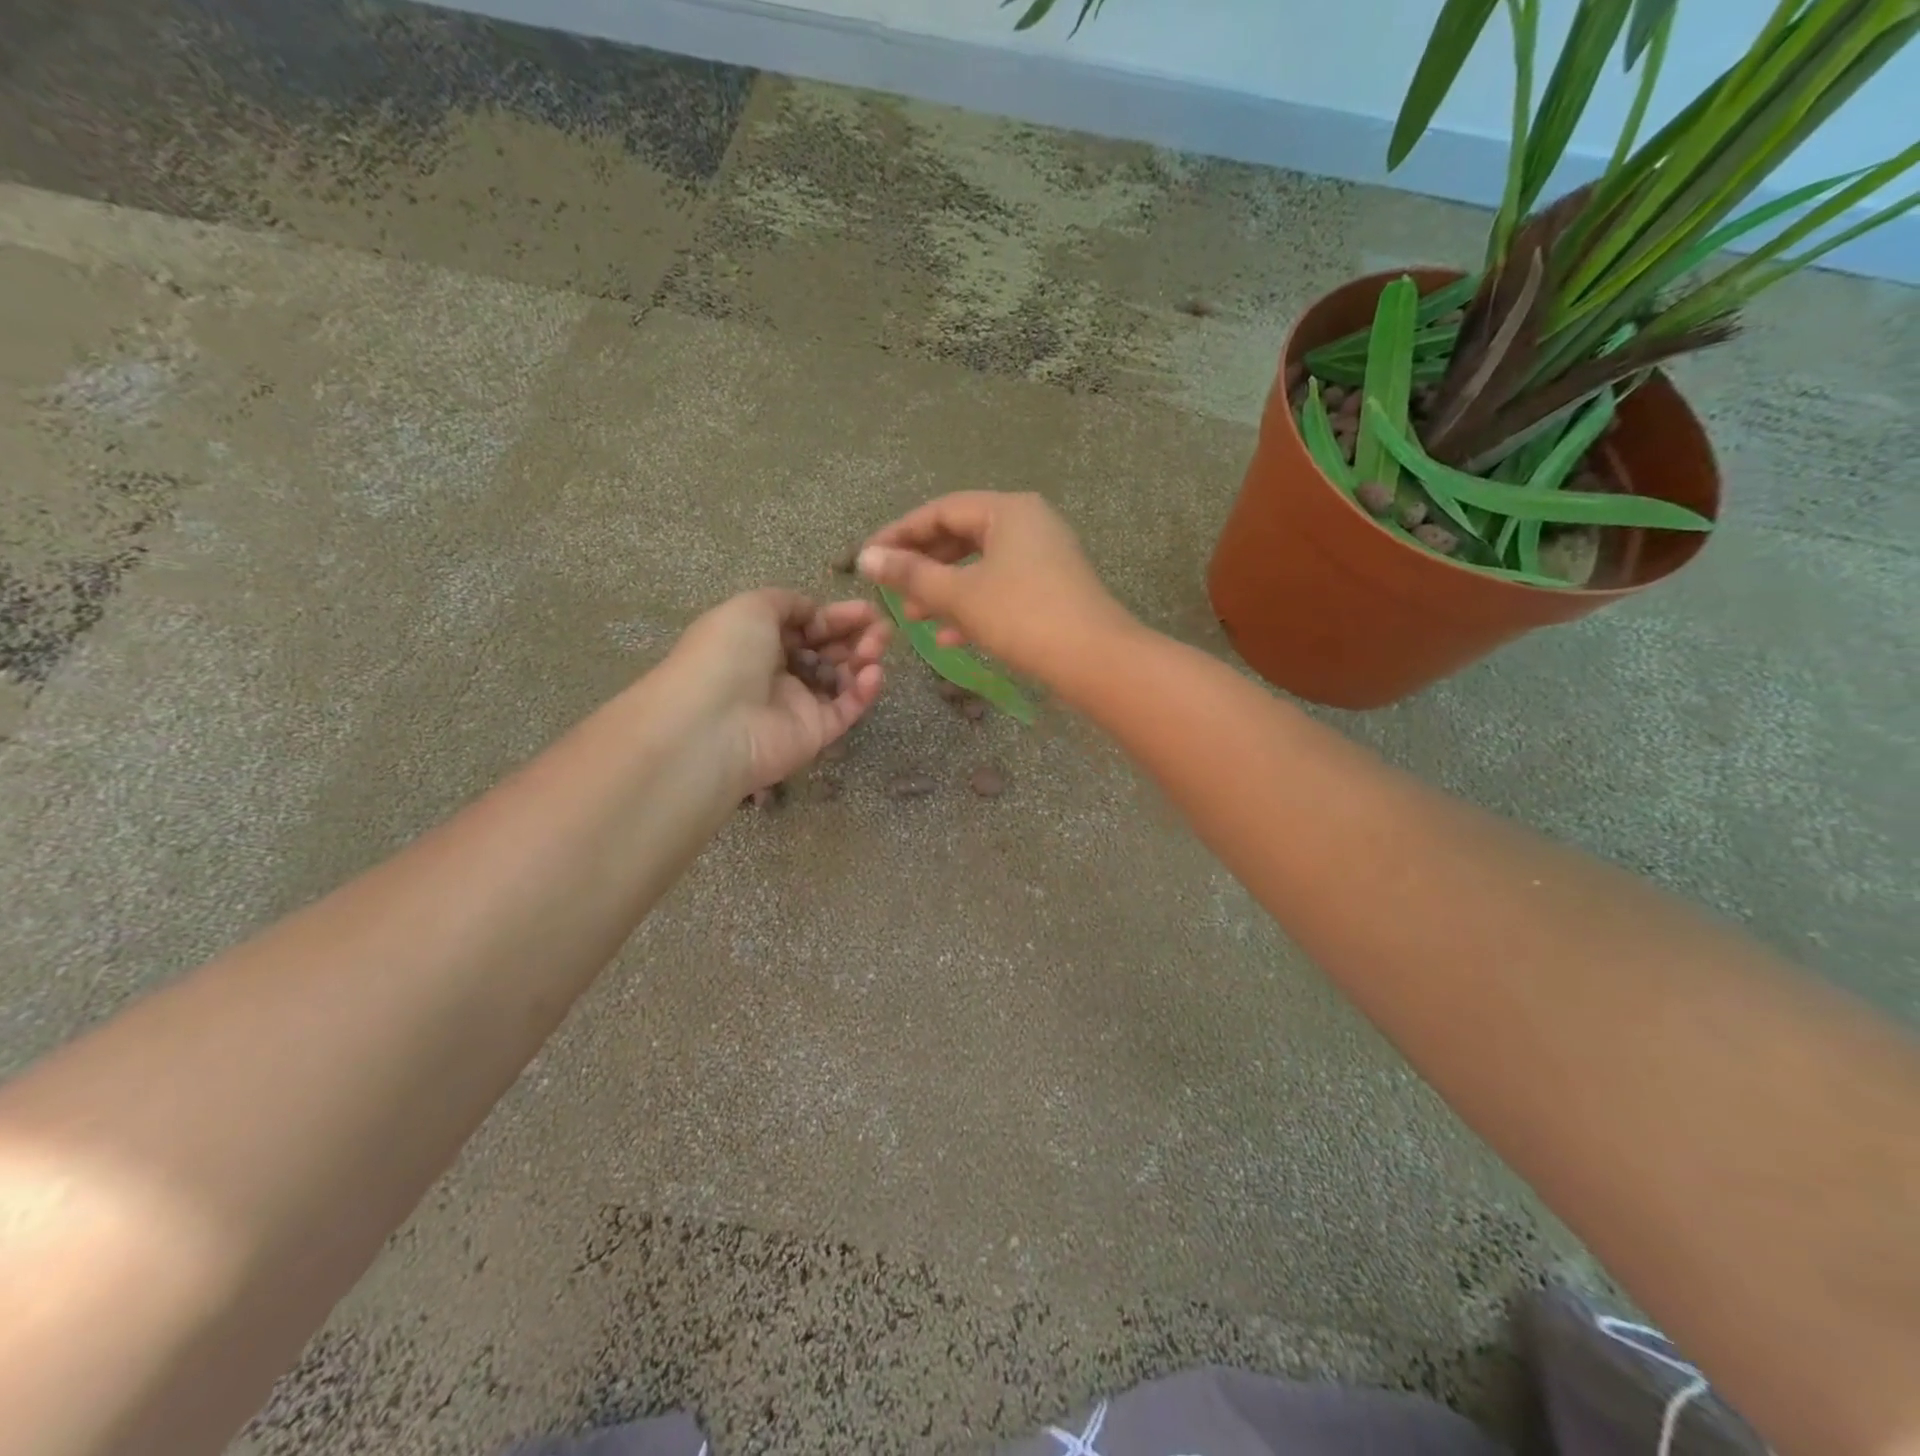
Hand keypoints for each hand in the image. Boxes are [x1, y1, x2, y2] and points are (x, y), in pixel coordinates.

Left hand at [663, 589, 889, 791]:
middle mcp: (778, 671)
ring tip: (878, 647)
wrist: (715, 723)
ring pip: (841, 678)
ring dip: (864, 658)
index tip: (866, 609)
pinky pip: (846, 708)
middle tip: (881, 627)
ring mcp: (798, 704)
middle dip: (856, 635)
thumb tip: (813, 612)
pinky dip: (864, 691)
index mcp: (758, 641)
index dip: (835, 616)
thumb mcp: (752, 607)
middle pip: (827, 650)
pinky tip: (873, 674)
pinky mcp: (816, 733)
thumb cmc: (728, 655)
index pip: (806, 626)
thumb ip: (788, 602)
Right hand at [858, 492, 1135, 686]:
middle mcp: (1029, 523)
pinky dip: (973, 606)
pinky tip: (948, 637)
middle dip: (923, 565)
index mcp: (1008, 510)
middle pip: (961, 536)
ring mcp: (1044, 557)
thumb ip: (910, 574)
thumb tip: (865, 557)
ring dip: (944, 590)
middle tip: (891, 589)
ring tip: (913, 616)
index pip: (940, 511)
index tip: (868, 558)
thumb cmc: (1022, 616)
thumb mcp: (960, 594)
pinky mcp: (1051, 589)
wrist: (1094, 660)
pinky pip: (1001, 588)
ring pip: (980, 566)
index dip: (900, 534)